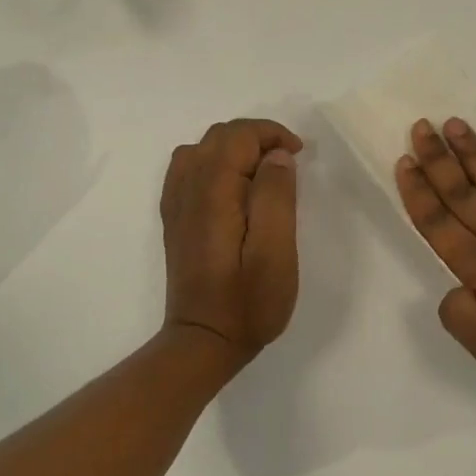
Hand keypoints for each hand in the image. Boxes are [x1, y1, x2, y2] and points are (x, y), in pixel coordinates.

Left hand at [160, 118, 302, 363]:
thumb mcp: (276, 251)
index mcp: (213, 192)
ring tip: (264, 173)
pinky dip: (216, 163)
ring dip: (236, 149)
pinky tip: (234, 187)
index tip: (299, 155)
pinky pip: (189, 170)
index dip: (271, 134)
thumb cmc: (249, 301)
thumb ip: (276, 197)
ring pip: (202, 149)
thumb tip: (276, 157)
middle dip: (257, 138)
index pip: (238, 135)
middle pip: (219, 136)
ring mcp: (176, 204)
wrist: (204, 341)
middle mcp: (187, 189)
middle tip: (288, 164)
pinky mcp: (176, 219)